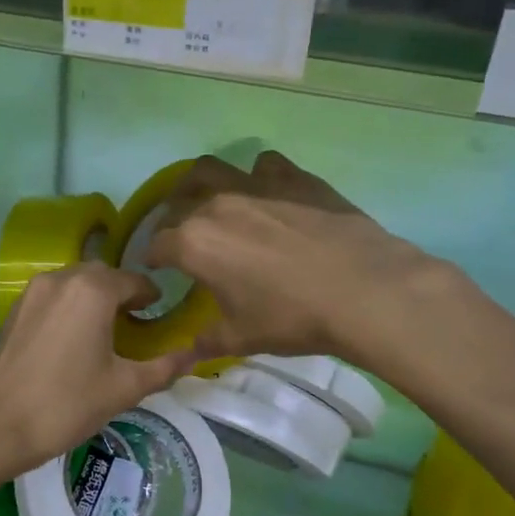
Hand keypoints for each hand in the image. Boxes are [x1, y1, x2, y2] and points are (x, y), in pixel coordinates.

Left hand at [0, 264, 198, 482]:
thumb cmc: (67, 405)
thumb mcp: (125, 388)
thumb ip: (164, 367)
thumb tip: (197, 355)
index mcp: (93, 290)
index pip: (135, 280)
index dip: (152, 297)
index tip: (161, 317)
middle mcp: (61, 278)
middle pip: (103, 275)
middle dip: (123, 294)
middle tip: (137, 325)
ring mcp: (32, 292)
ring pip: (75, 283)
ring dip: (95, 298)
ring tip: (106, 333)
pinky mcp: (14, 310)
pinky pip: (53, 296)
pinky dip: (70, 307)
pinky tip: (75, 340)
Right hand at [143, 151, 457, 366]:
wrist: (363, 290)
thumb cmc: (292, 318)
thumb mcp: (242, 338)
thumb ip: (208, 340)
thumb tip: (191, 349)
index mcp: (195, 243)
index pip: (157, 244)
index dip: (151, 257)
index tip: (156, 268)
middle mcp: (217, 205)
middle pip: (178, 200)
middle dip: (171, 218)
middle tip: (181, 237)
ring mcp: (257, 185)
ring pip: (213, 169)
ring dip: (202, 184)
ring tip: (211, 202)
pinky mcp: (295, 178)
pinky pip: (264, 165)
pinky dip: (257, 178)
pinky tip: (269, 196)